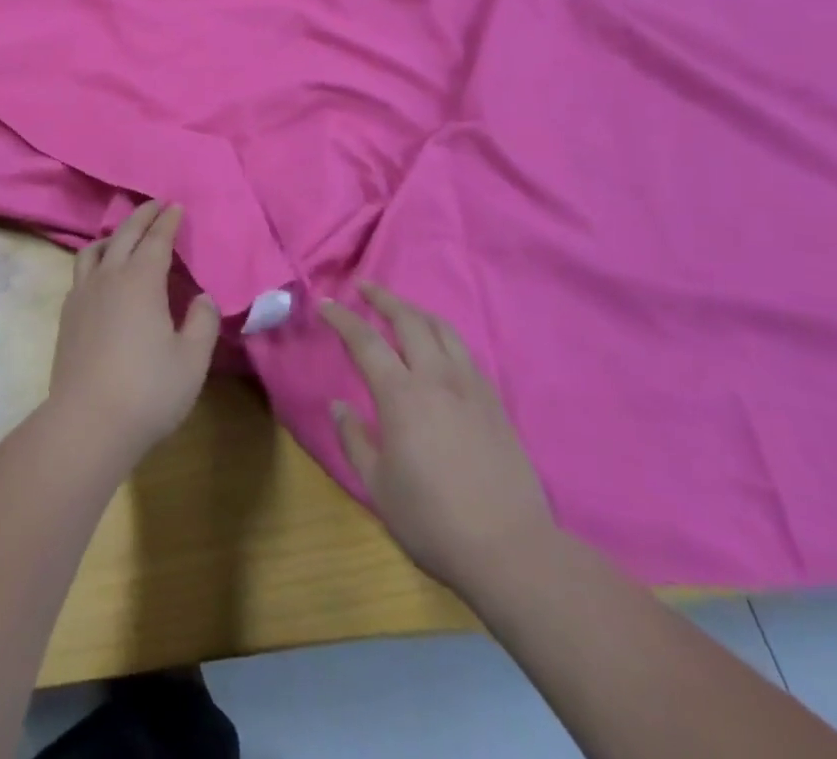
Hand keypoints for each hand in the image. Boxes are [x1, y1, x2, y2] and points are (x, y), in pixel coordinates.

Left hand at [49, 202, 219, 464]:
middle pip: (125, 235)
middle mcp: (109, 277)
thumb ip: (203, 322)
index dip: (168, 221)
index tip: (176, 206)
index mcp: (142, 281)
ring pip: (95, 250)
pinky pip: (81, 272)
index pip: (157, 239)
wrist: (88, 422)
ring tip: (124, 236)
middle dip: (142, 216)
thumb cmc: (148, 390)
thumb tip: (203, 298)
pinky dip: (95, 259)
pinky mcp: (67, 315)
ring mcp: (83, 294)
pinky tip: (101, 274)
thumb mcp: (192, 360)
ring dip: (114, 235)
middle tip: (155, 205)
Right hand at [321, 284, 554, 591]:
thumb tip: (339, 405)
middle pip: (408, 320)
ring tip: (400, 308)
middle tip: (363, 287)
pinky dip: (443, 335)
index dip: (342, 318)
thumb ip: (354, 440)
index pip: (365, 340)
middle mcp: (436, 378)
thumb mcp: (378, 486)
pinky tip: (437, 347)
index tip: (325, 304)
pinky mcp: (494, 402)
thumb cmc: (433, 521)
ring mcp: (470, 387)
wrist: (511, 550)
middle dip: (382, 297)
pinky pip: (464, 352)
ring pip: (442, 329)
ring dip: (415, 310)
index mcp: (401, 395)